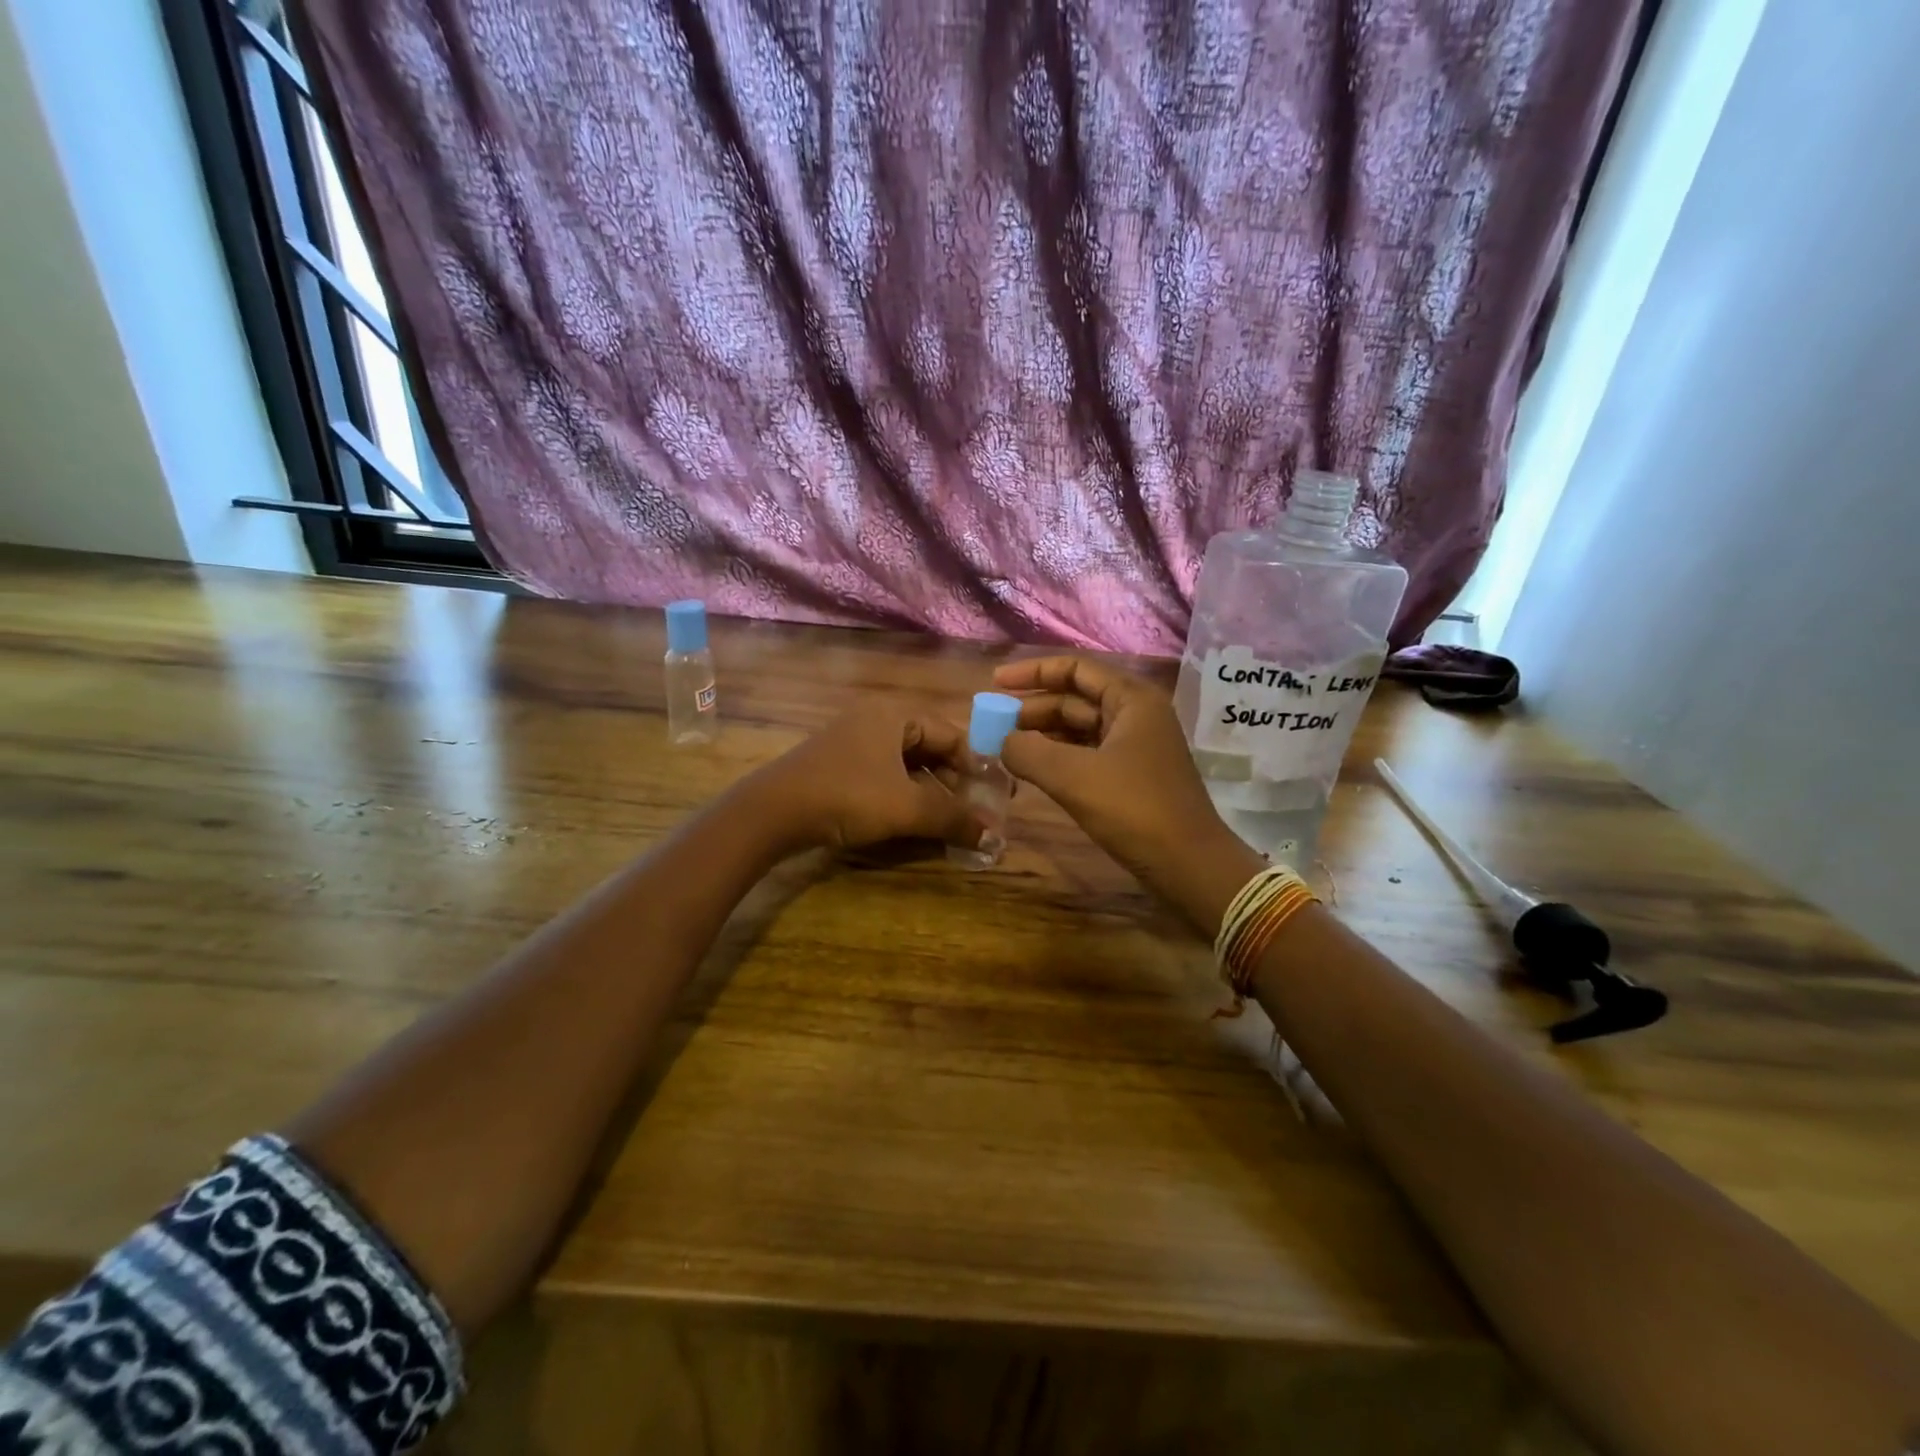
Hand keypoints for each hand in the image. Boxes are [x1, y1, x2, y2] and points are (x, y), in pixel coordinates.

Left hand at [748, 709, 980, 852]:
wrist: (771, 812)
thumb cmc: (847, 797)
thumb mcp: (906, 808)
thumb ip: (953, 819)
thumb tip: (994, 837)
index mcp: (895, 715)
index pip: (952, 734)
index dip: (977, 765)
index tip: (995, 796)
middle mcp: (876, 719)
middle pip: (930, 747)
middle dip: (955, 780)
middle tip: (975, 810)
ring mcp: (853, 740)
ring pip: (907, 763)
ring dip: (931, 790)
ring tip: (949, 819)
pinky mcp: (838, 763)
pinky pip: (885, 773)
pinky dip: (905, 793)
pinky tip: (914, 818)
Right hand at [992, 656, 1259, 928]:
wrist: (1189, 865)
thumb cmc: (1134, 810)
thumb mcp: (1073, 777)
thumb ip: (1028, 752)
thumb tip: (1001, 741)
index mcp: (1131, 699)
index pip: (1075, 669)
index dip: (1033, 672)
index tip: (995, 684)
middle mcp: (1136, 715)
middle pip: (1076, 698)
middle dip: (1033, 708)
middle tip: (993, 724)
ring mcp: (1136, 747)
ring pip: (1080, 729)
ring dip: (1043, 735)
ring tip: (1005, 747)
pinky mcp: (1132, 776)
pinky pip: (1087, 754)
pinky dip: (1058, 757)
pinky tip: (1032, 770)